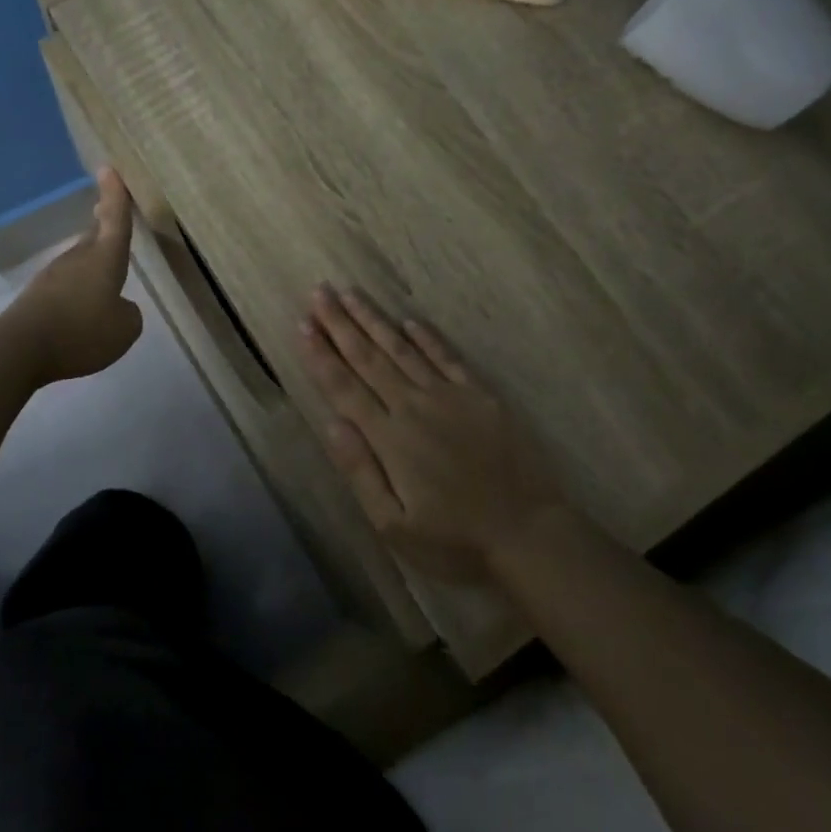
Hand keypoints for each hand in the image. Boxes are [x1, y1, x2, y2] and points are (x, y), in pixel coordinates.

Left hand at [5, 169, 143, 385]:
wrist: (19, 349)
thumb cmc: (81, 332)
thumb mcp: (125, 329)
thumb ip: (129, 313)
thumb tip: (119, 307)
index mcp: (104, 259)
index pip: (115, 220)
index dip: (115, 196)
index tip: (108, 168)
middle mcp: (78, 259)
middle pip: (95, 237)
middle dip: (104, 226)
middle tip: (110, 215)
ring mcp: (54, 276)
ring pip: (80, 261)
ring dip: (92, 262)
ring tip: (104, 275)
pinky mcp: (37, 296)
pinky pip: (66, 286)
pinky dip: (78, 289)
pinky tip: (82, 310)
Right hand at [299, 285, 568, 581]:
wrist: (528, 533)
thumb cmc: (454, 540)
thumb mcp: (394, 525)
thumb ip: (360, 471)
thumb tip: (332, 423)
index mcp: (389, 437)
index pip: (345, 387)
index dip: (321, 355)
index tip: (302, 324)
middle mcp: (414, 406)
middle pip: (369, 358)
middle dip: (340, 324)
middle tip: (319, 291)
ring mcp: (450, 396)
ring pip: (402, 349)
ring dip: (374, 320)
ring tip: (351, 294)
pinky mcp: (481, 396)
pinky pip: (447, 357)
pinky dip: (427, 337)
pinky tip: (409, 320)